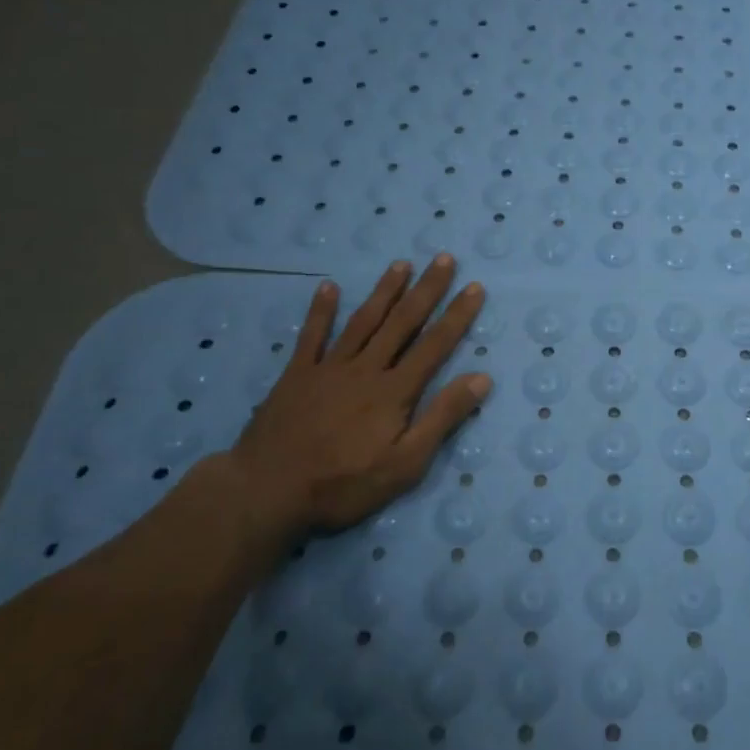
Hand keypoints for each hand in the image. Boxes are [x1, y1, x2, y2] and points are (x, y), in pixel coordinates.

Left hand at [203, 256, 488, 553]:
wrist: (267, 491)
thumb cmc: (344, 484)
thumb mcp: (406, 464)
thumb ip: (442, 418)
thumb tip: (481, 378)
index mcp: (394, 391)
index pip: (435, 345)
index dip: (457, 316)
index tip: (474, 287)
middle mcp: (365, 369)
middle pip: (401, 323)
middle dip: (426, 290)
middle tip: (443, 258)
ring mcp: (328, 368)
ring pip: (363, 321)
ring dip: (384, 291)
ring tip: (401, 264)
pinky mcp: (296, 376)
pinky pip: (311, 336)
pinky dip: (320, 311)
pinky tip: (328, 287)